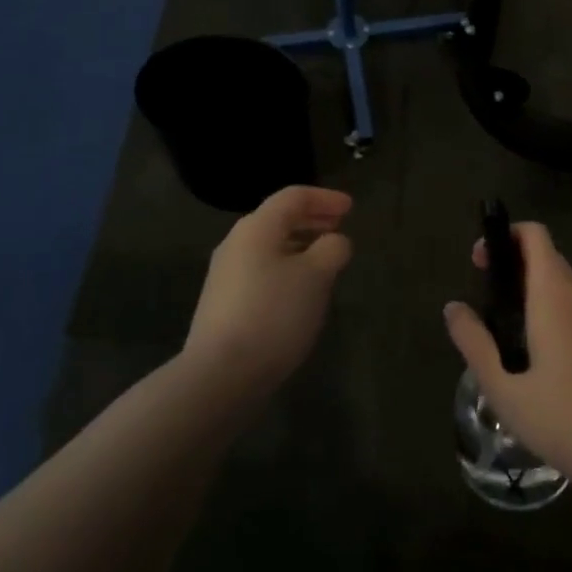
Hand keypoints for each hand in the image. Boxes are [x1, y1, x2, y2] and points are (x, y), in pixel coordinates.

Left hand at [183, 186, 352, 396]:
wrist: (220, 375)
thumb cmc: (273, 314)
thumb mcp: (315, 277)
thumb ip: (332, 250)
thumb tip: (335, 240)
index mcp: (257, 227)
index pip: (294, 196)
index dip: (325, 198)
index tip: (351, 208)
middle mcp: (236, 243)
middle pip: (278, 219)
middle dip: (311, 220)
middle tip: (339, 227)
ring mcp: (225, 275)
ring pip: (269, 247)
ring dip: (299, 246)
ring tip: (324, 260)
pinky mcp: (223, 304)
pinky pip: (261, 271)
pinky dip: (285, 268)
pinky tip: (299, 292)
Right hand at [444, 222, 571, 473]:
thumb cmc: (553, 412)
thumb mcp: (499, 382)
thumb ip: (472, 339)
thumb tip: (453, 308)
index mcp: (554, 293)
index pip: (535, 235)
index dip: (506, 236)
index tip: (481, 262)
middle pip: (546, 255)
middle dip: (513, 261)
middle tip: (485, 292)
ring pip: (561, 280)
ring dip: (532, 284)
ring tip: (505, 321)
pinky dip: (551, 305)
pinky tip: (535, 346)